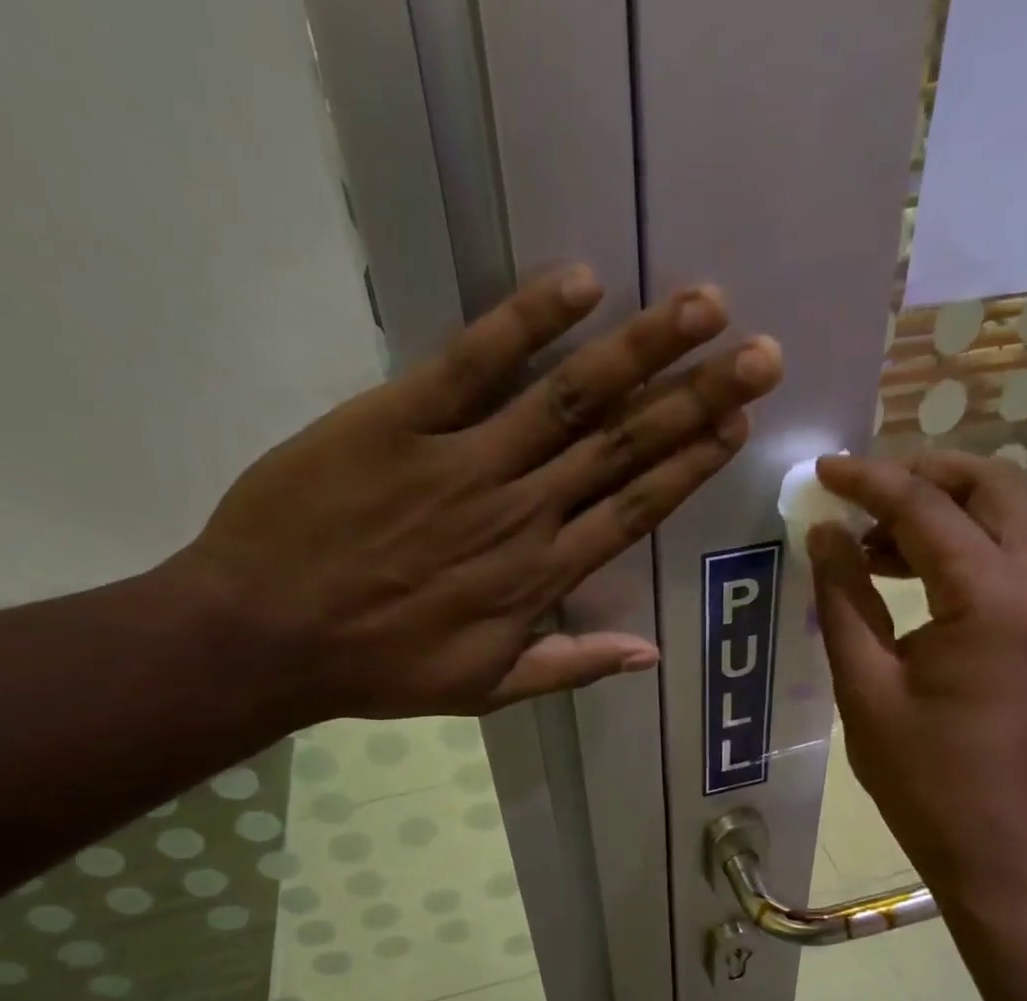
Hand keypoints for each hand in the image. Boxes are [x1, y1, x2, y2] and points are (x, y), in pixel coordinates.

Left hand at [175, 266, 781, 721]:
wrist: (265, 635)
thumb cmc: (380, 667)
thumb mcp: (486, 690)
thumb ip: (570, 666)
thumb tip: (649, 655)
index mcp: (540, 575)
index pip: (635, 509)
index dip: (691, 464)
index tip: (739, 424)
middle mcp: (520, 510)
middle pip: (623, 445)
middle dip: (698, 397)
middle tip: (761, 353)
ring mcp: (463, 460)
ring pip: (569, 398)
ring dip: (642, 349)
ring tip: (704, 308)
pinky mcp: (398, 419)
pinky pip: (471, 362)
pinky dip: (525, 321)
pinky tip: (581, 284)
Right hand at [808, 452, 1026, 909]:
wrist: (1004, 846)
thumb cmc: (925, 779)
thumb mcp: (866, 687)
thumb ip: (843, 599)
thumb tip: (824, 535)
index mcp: (995, 599)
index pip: (928, 507)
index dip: (869, 481)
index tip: (823, 472)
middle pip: (994, 484)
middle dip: (923, 476)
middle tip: (860, 499)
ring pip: (1012, 514)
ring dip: (945, 511)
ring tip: (874, 547)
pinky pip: (1018, 554)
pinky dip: (967, 545)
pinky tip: (915, 576)